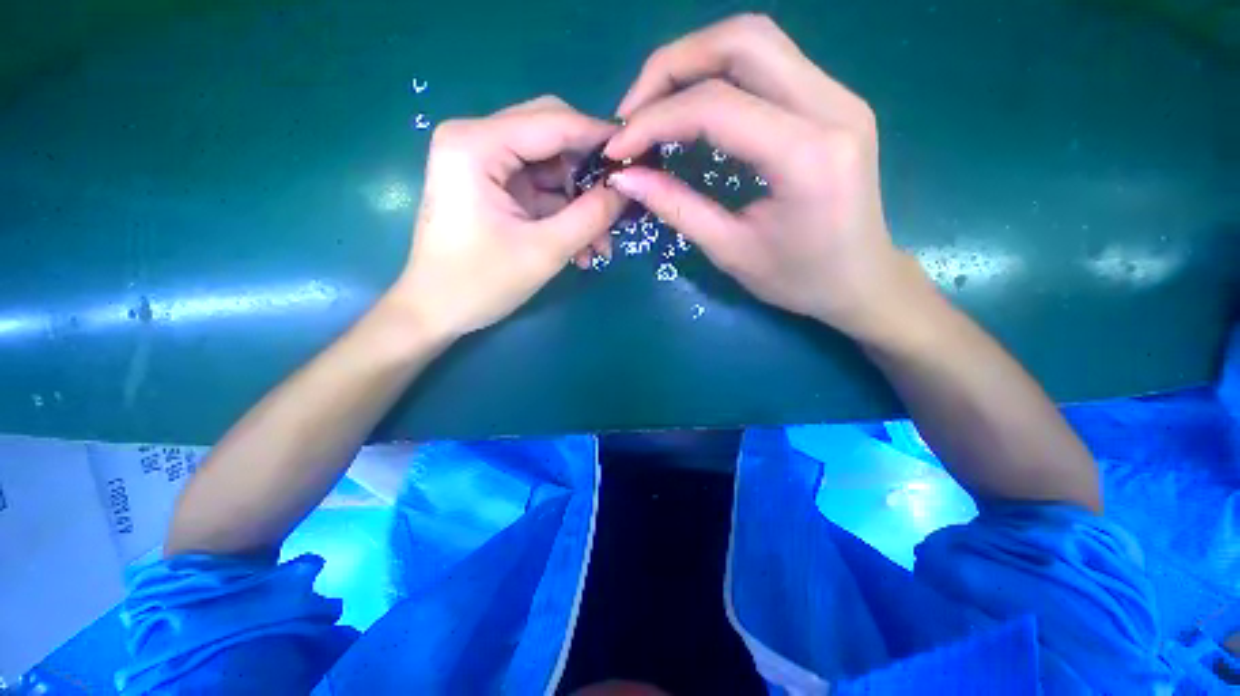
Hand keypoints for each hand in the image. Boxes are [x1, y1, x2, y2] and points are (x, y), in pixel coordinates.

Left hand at [389, 97, 625, 339]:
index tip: (637, 157)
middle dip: (589, 174)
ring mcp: (483, 164)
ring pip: (550, 168)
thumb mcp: (544, 250)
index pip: (553, 121)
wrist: (436, 311)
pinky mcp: (491, 187)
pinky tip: (581, 248)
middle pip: (552, 138)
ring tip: (600, 244)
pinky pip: (540, 190)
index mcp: (476, 144)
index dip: (599, 137)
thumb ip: (591, 216)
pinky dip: (563, 215)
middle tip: (618, 204)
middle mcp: (476, 140)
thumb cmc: (480, 283)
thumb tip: (625, 189)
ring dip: (579, 203)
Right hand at [604, 15, 929, 344]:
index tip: (619, 147)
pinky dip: (720, 74)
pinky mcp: (834, 100)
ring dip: (695, 62)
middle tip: (634, 112)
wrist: (860, 280)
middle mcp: (832, 106)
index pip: (718, 106)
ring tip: (657, 106)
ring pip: (756, 41)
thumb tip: (626, 177)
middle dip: (672, 67)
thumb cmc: (798, 279)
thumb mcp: (731, 251)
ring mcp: (839, 95)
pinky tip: (694, 107)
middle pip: (741, 41)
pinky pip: (769, 63)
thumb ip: (677, 208)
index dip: (656, 119)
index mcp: (807, 156)